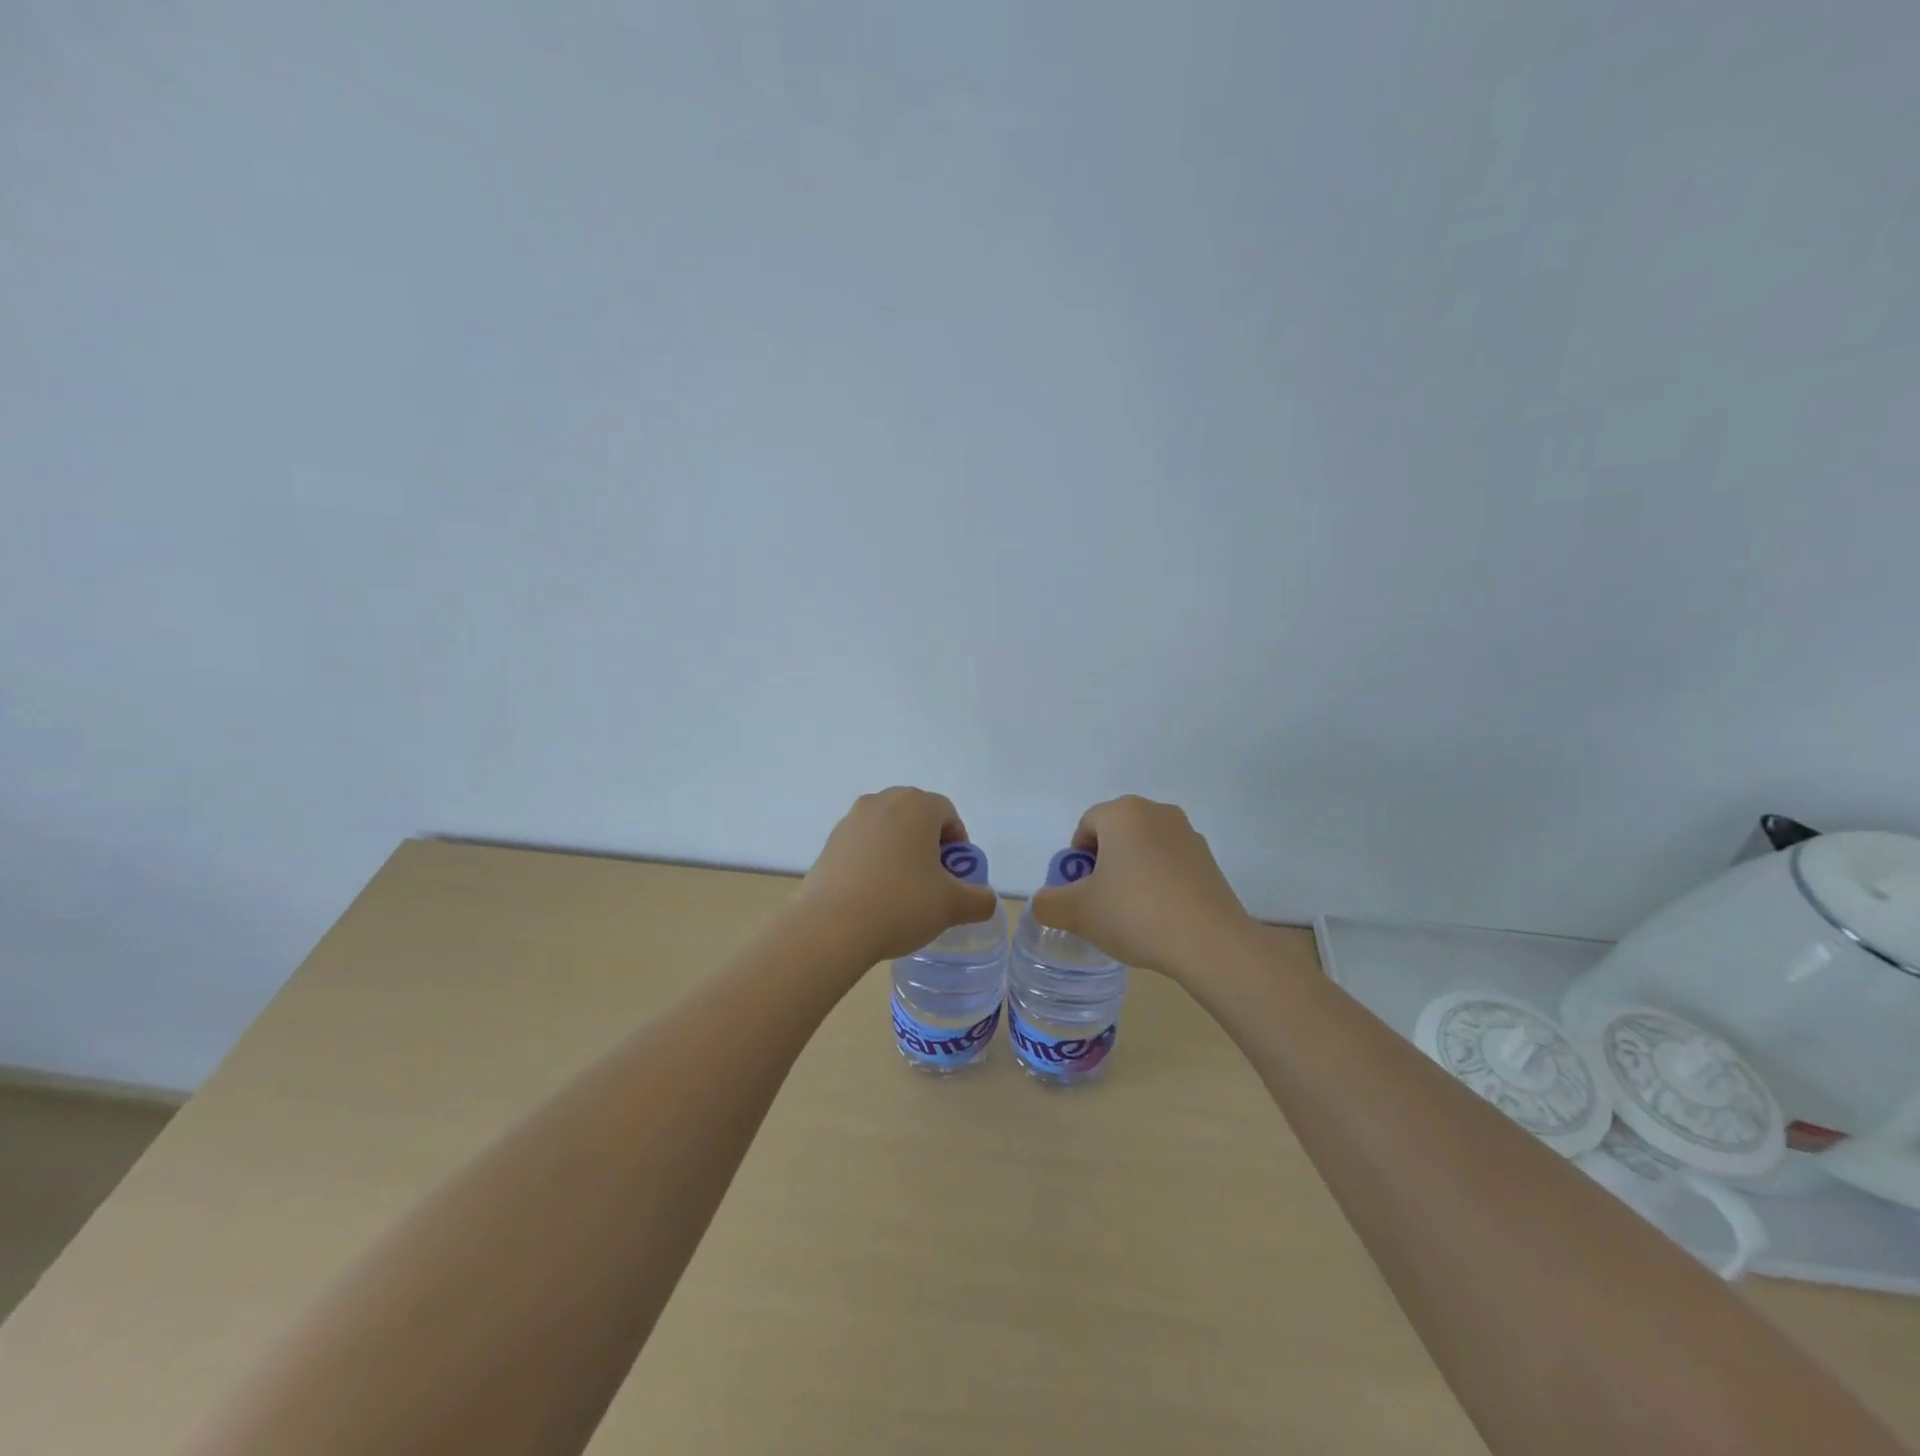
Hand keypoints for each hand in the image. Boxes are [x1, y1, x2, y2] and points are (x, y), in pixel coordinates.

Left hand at [796, 788, 999, 963]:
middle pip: (916, 817)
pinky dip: (873, 862)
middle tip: (932, 882)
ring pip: (887, 830)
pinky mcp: (829, 842)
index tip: (955, 875)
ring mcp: (851, 820)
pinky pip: (862, 845)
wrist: (831, 926)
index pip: (947, 813)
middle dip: (928, 844)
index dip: (958, 843)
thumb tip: (985, 899)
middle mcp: (882, 801)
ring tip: (901, 891)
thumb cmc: (901, 904)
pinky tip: (873, 896)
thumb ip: (979, 899)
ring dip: (899, 852)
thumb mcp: (952, 906)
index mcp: (917, 805)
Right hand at [1029, 795, 1255, 981]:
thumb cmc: (1136, 914)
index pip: (1086, 826)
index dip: (1076, 861)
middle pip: (1116, 834)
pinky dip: (1159, 882)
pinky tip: (1160, 917)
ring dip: (1132, 873)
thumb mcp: (1078, 912)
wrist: (1210, 943)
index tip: (1081, 892)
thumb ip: (1049, 904)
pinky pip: (1170, 864)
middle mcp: (1158, 812)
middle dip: (1104, 865)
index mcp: (1123, 813)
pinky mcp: (1209, 860)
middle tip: (1102, 903)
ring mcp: (1188, 835)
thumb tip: (1045, 902)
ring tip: (1132, 914)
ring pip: (1144, 849)